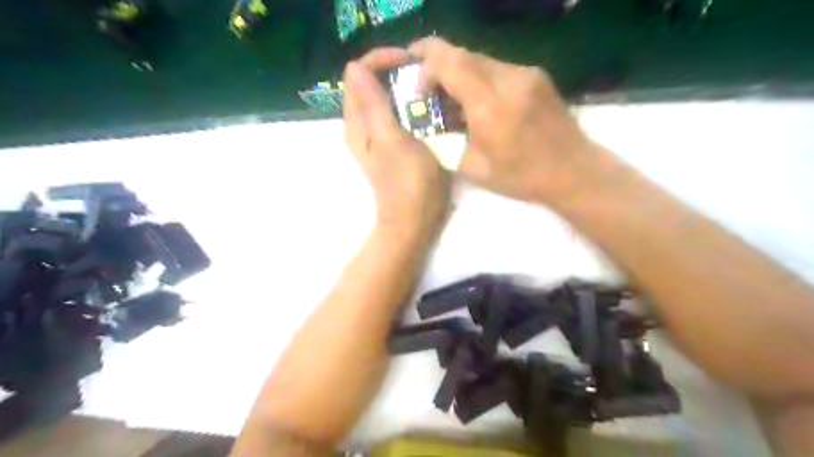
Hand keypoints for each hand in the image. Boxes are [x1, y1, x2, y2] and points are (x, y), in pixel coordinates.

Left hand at [341, 48, 447, 237]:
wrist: (414, 220)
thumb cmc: (407, 182)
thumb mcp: (391, 140)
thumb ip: (373, 104)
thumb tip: (355, 68)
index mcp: (358, 122)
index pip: (358, 74)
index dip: (381, 60)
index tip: (410, 61)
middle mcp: (363, 126)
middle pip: (369, 83)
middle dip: (393, 70)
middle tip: (424, 73)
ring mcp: (378, 136)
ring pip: (384, 97)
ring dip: (403, 86)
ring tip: (428, 87)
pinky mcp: (393, 144)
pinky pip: (396, 113)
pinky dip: (409, 104)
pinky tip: (427, 107)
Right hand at [414, 35, 596, 202]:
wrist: (573, 170)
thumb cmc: (521, 177)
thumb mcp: (474, 168)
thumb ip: (446, 141)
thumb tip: (429, 123)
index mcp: (490, 107)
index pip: (451, 62)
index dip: (425, 62)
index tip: (413, 77)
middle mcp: (509, 80)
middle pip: (464, 54)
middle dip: (438, 62)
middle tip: (425, 82)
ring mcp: (526, 74)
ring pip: (481, 58)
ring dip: (459, 70)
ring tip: (449, 93)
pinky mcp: (536, 75)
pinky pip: (498, 67)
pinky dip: (479, 76)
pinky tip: (477, 98)